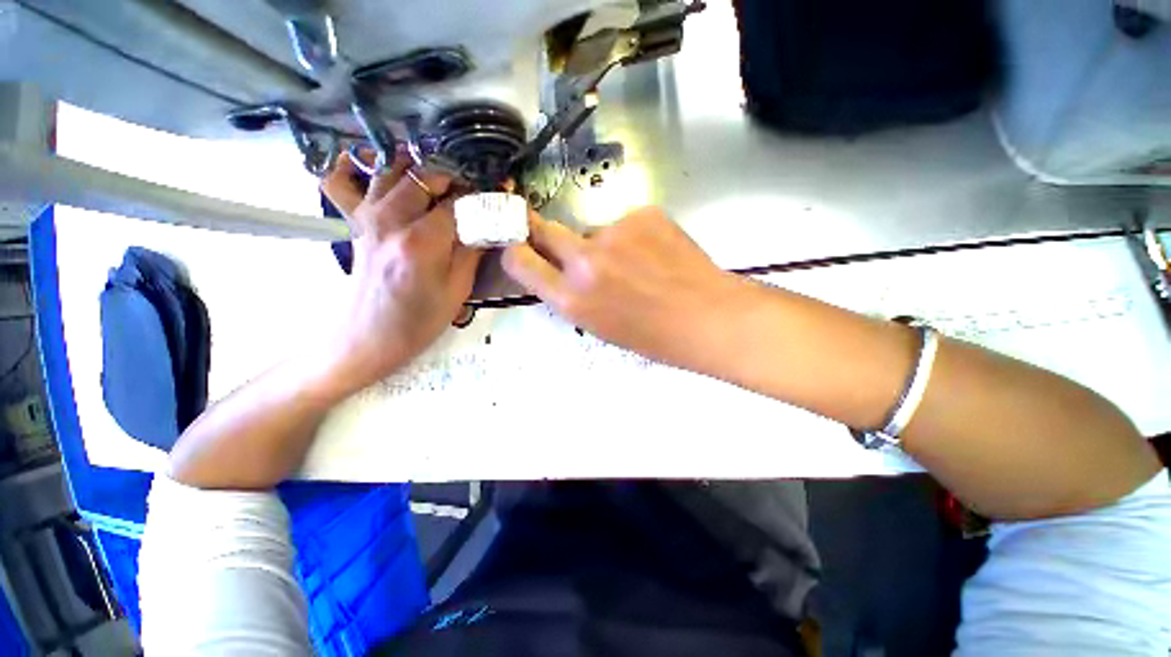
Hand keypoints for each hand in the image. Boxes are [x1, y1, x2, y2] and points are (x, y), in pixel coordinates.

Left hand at [318, 150, 482, 391]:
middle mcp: (391, 219)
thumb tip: (490, 222)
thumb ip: (473, 249)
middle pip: (426, 175)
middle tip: (471, 194)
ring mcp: (367, 216)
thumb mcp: (459, 289)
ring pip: (392, 170)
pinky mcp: (354, 221)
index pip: (458, 202)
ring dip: (420, 171)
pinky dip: (356, 167)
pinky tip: (376, 169)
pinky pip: (342, 181)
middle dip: (454, 178)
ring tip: (440, 186)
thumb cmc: (421, 320)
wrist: (370, 337)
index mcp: (422, 241)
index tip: (498, 195)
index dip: (482, 196)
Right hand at [501, 206, 744, 369]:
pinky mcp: (642, 213)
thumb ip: (573, 295)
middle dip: (544, 232)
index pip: (520, 261)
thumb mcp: (599, 326)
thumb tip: (563, 269)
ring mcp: (614, 231)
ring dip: (605, 244)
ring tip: (637, 265)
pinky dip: (634, 236)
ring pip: (594, 230)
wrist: (708, 317)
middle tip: (557, 238)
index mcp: (572, 299)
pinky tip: (656, 254)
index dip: (515, 250)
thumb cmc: (654, 336)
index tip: (517, 244)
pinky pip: (626, 223)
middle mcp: (585, 261)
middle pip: (545, 229)